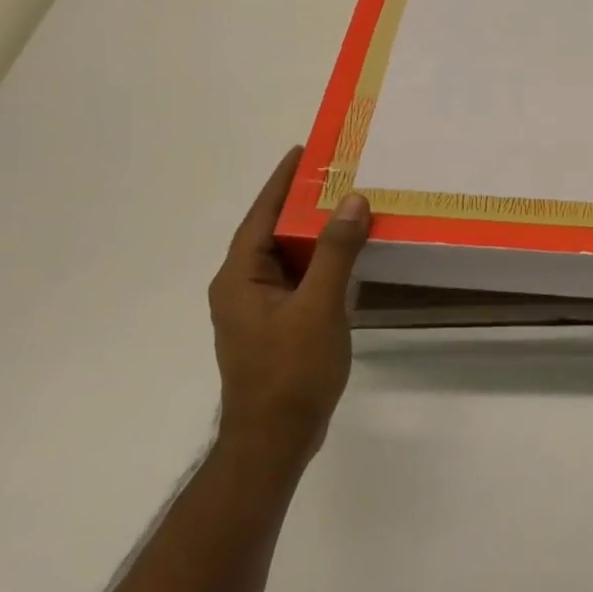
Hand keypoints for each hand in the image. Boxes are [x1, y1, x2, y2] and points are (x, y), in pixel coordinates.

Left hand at [207, 147, 369, 468]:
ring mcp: (259, 309)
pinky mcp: (277, 326)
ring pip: (288, 257)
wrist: (274, 440)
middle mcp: (243, 287)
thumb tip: (352, 200)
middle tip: (339, 173)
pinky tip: (350, 255)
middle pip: (273, 232)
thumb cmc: (290, 370)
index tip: (303, 150)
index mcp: (240, 277)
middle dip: (303, 203)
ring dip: (316, 233)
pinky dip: (322, 261)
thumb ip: (336, 252)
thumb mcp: (319, 306)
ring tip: (350, 205)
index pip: (260, 215)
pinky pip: (300, 279)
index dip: (281, 181)